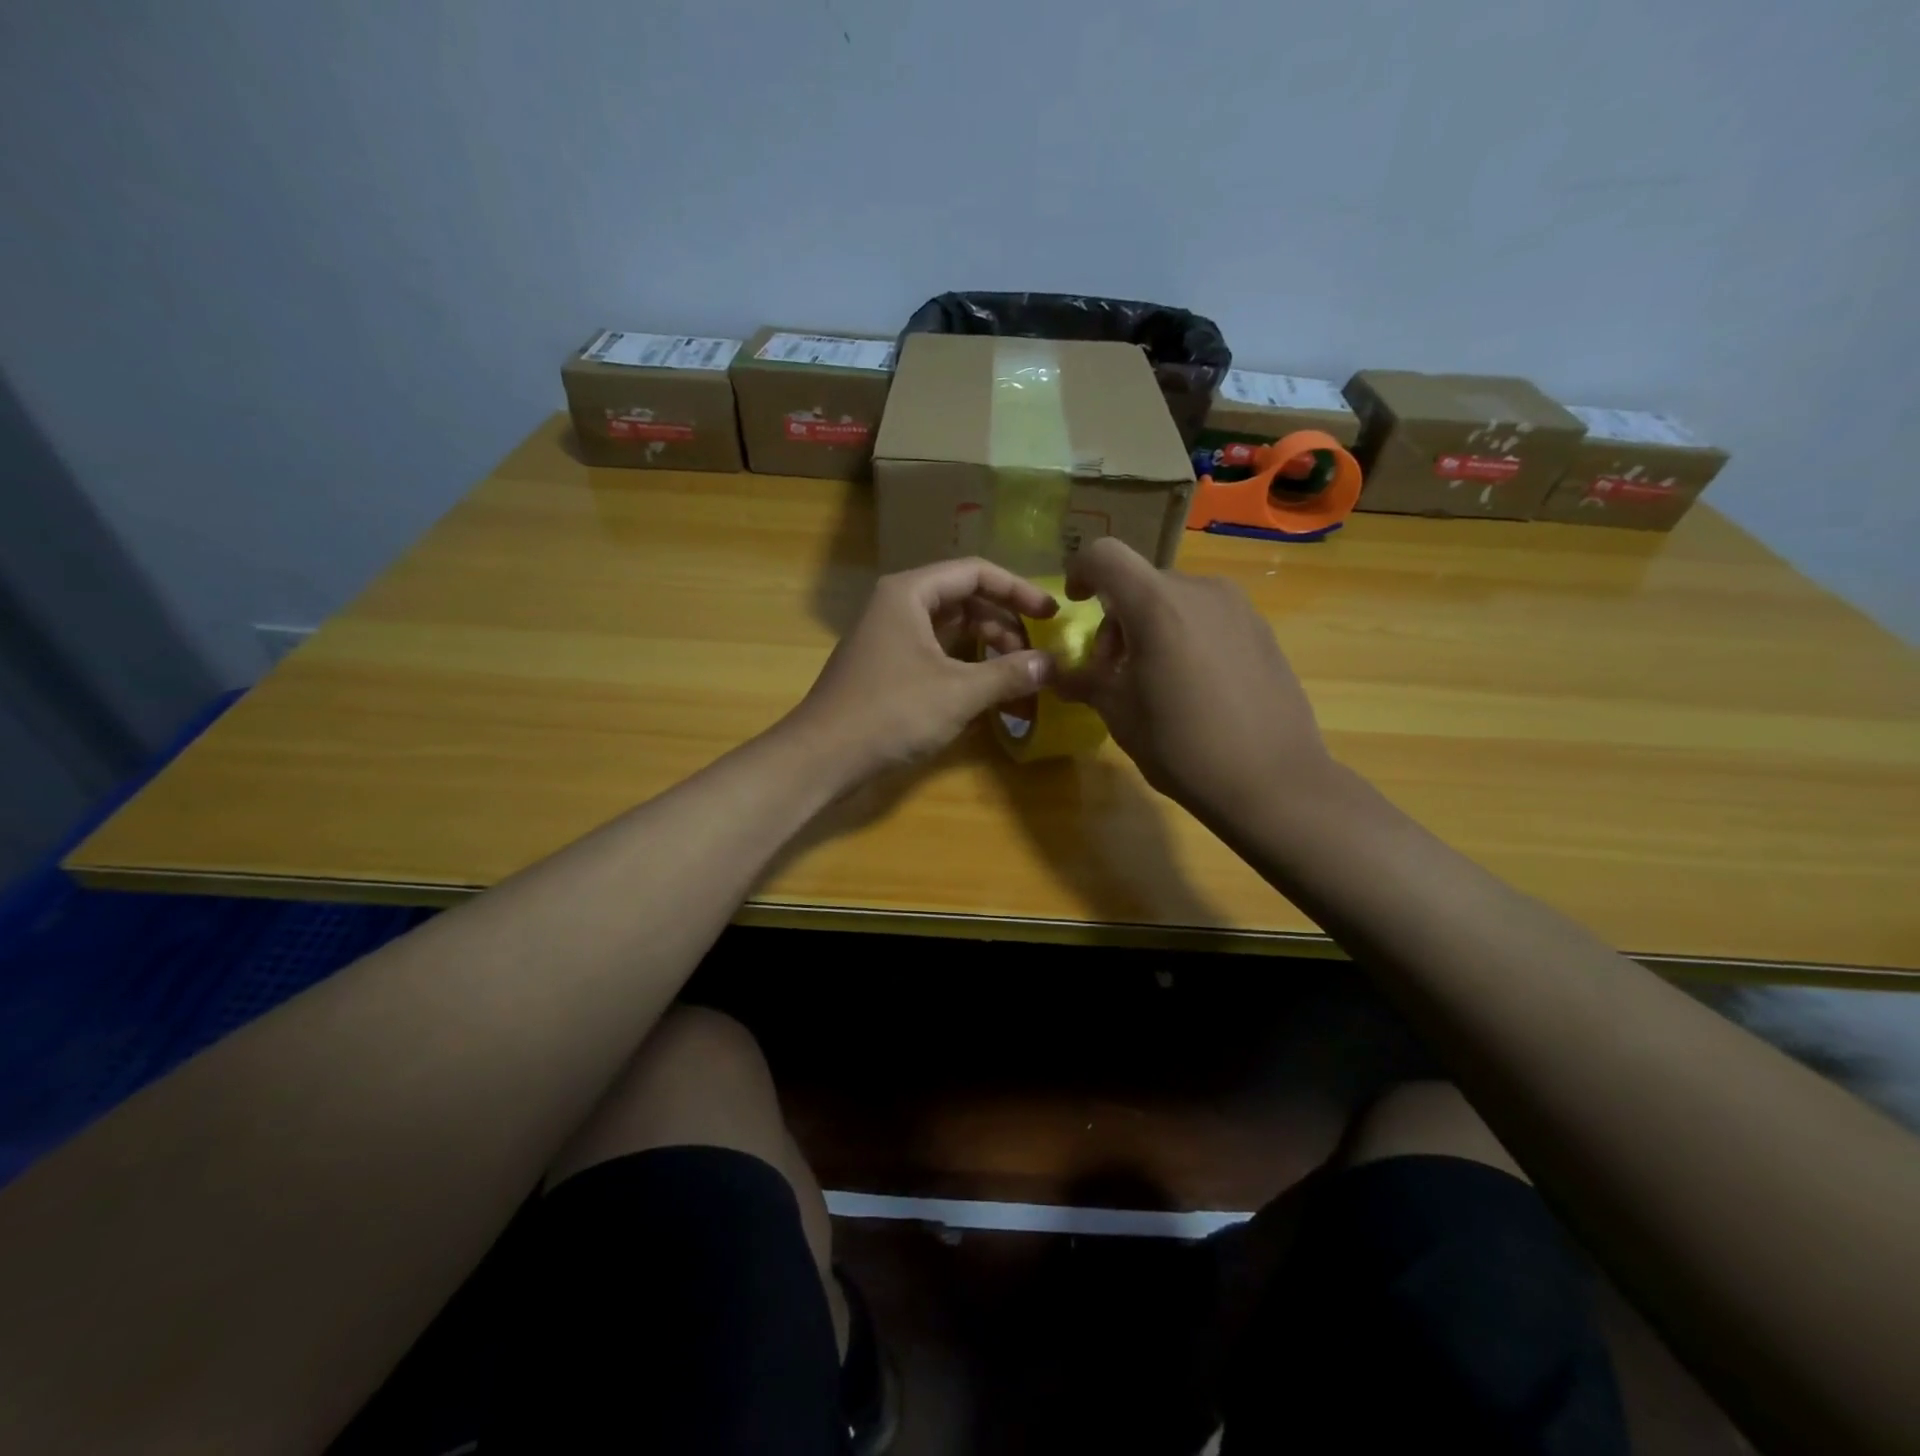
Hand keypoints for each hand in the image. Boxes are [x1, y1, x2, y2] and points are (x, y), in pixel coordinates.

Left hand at [784, 558, 1057, 783]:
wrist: (823, 757)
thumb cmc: (891, 713)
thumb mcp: (958, 692)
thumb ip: (1009, 673)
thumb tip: (1053, 664)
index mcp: (910, 593)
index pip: (975, 573)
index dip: (1018, 590)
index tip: (1051, 615)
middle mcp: (898, 606)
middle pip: (964, 600)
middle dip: (1004, 625)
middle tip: (1036, 656)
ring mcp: (890, 638)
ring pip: (951, 631)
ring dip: (988, 649)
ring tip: (1019, 676)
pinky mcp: (888, 668)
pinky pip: (937, 655)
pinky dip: (966, 668)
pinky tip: (989, 691)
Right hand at [1055, 538, 1331, 819]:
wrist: (1273, 781)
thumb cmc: (1183, 747)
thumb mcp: (1120, 715)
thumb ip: (1086, 682)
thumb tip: (1059, 674)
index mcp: (1157, 605)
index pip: (1105, 555)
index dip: (1081, 571)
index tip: (1075, 604)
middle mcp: (1200, 590)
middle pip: (1141, 582)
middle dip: (1117, 618)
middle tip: (1113, 670)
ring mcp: (1238, 607)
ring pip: (1176, 599)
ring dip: (1151, 627)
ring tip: (1154, 679)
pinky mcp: (1261, 629)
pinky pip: (1208, 617)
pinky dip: (1186, 635)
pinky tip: (1194, 686)